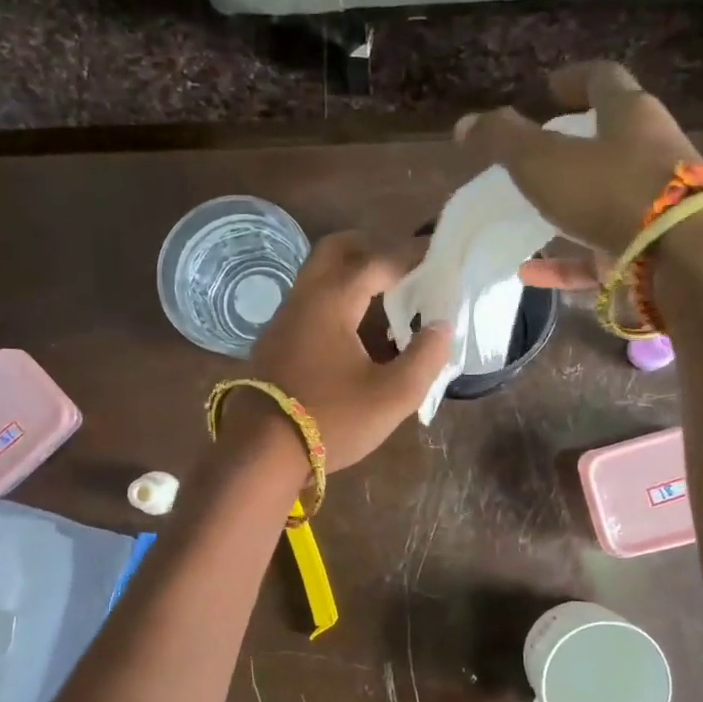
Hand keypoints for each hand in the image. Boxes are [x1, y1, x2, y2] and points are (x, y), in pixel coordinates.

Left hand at [241, 232, 450, 471]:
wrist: (261, 453)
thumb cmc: (331, 420)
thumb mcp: (392, 395)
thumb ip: (424, 357)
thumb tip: (442, 326)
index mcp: (332, 300)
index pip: (376, 260)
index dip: (409, 255)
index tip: (436, 256)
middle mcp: (303, 298)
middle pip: (336, 250)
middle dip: (371, 248)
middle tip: (403, 264)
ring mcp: (283, 320)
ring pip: (317, 277)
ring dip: (351, 275)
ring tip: (386, 297)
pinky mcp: (274, 344)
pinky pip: (309, 304)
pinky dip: (336, 300)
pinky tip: (355, 331)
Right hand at [456, 61, 702, 261]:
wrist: (686, 259)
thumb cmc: (612, 191)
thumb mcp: (544, 161)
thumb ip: (502, 141)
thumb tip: (465, 124)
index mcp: (631, 116)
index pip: (604, 81)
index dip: (574, 80)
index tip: (549, 88)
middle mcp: (652, 153)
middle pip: (614, 140)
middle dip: (579, 145)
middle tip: (542, 154)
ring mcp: (656, 207)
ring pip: (609, 200)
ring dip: (572, 208)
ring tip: (532, 219)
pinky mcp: (652, 253)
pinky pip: (600, 255)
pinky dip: (565, 263)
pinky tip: (530, 274)